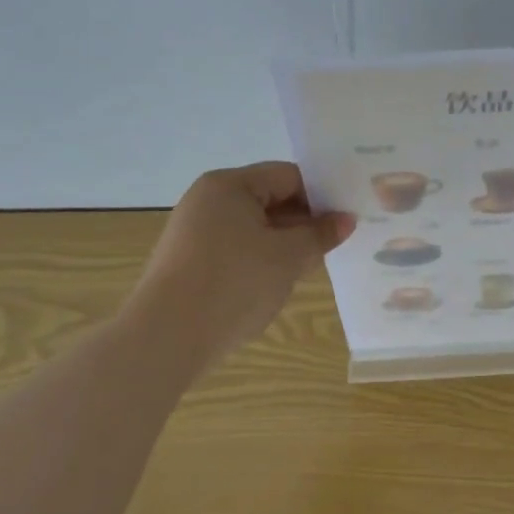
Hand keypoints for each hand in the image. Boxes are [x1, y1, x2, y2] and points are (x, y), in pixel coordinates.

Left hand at [132, 163, 355, 361]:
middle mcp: (208, 200)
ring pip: (254, 228)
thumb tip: (346, 220)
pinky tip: (277, 284)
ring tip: (311, 267)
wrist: (167, 337)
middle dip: (303, 222)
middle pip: (270, 199)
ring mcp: (194, 232)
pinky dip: (260, 261)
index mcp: (229, 185)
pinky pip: (236, 250)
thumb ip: (320, 235)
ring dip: (284, 244)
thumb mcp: (288, 257)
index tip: (346, 221)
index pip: (288, 176)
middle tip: (335, 246)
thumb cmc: (234, 283)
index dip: (321, 196)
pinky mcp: (190, 262)